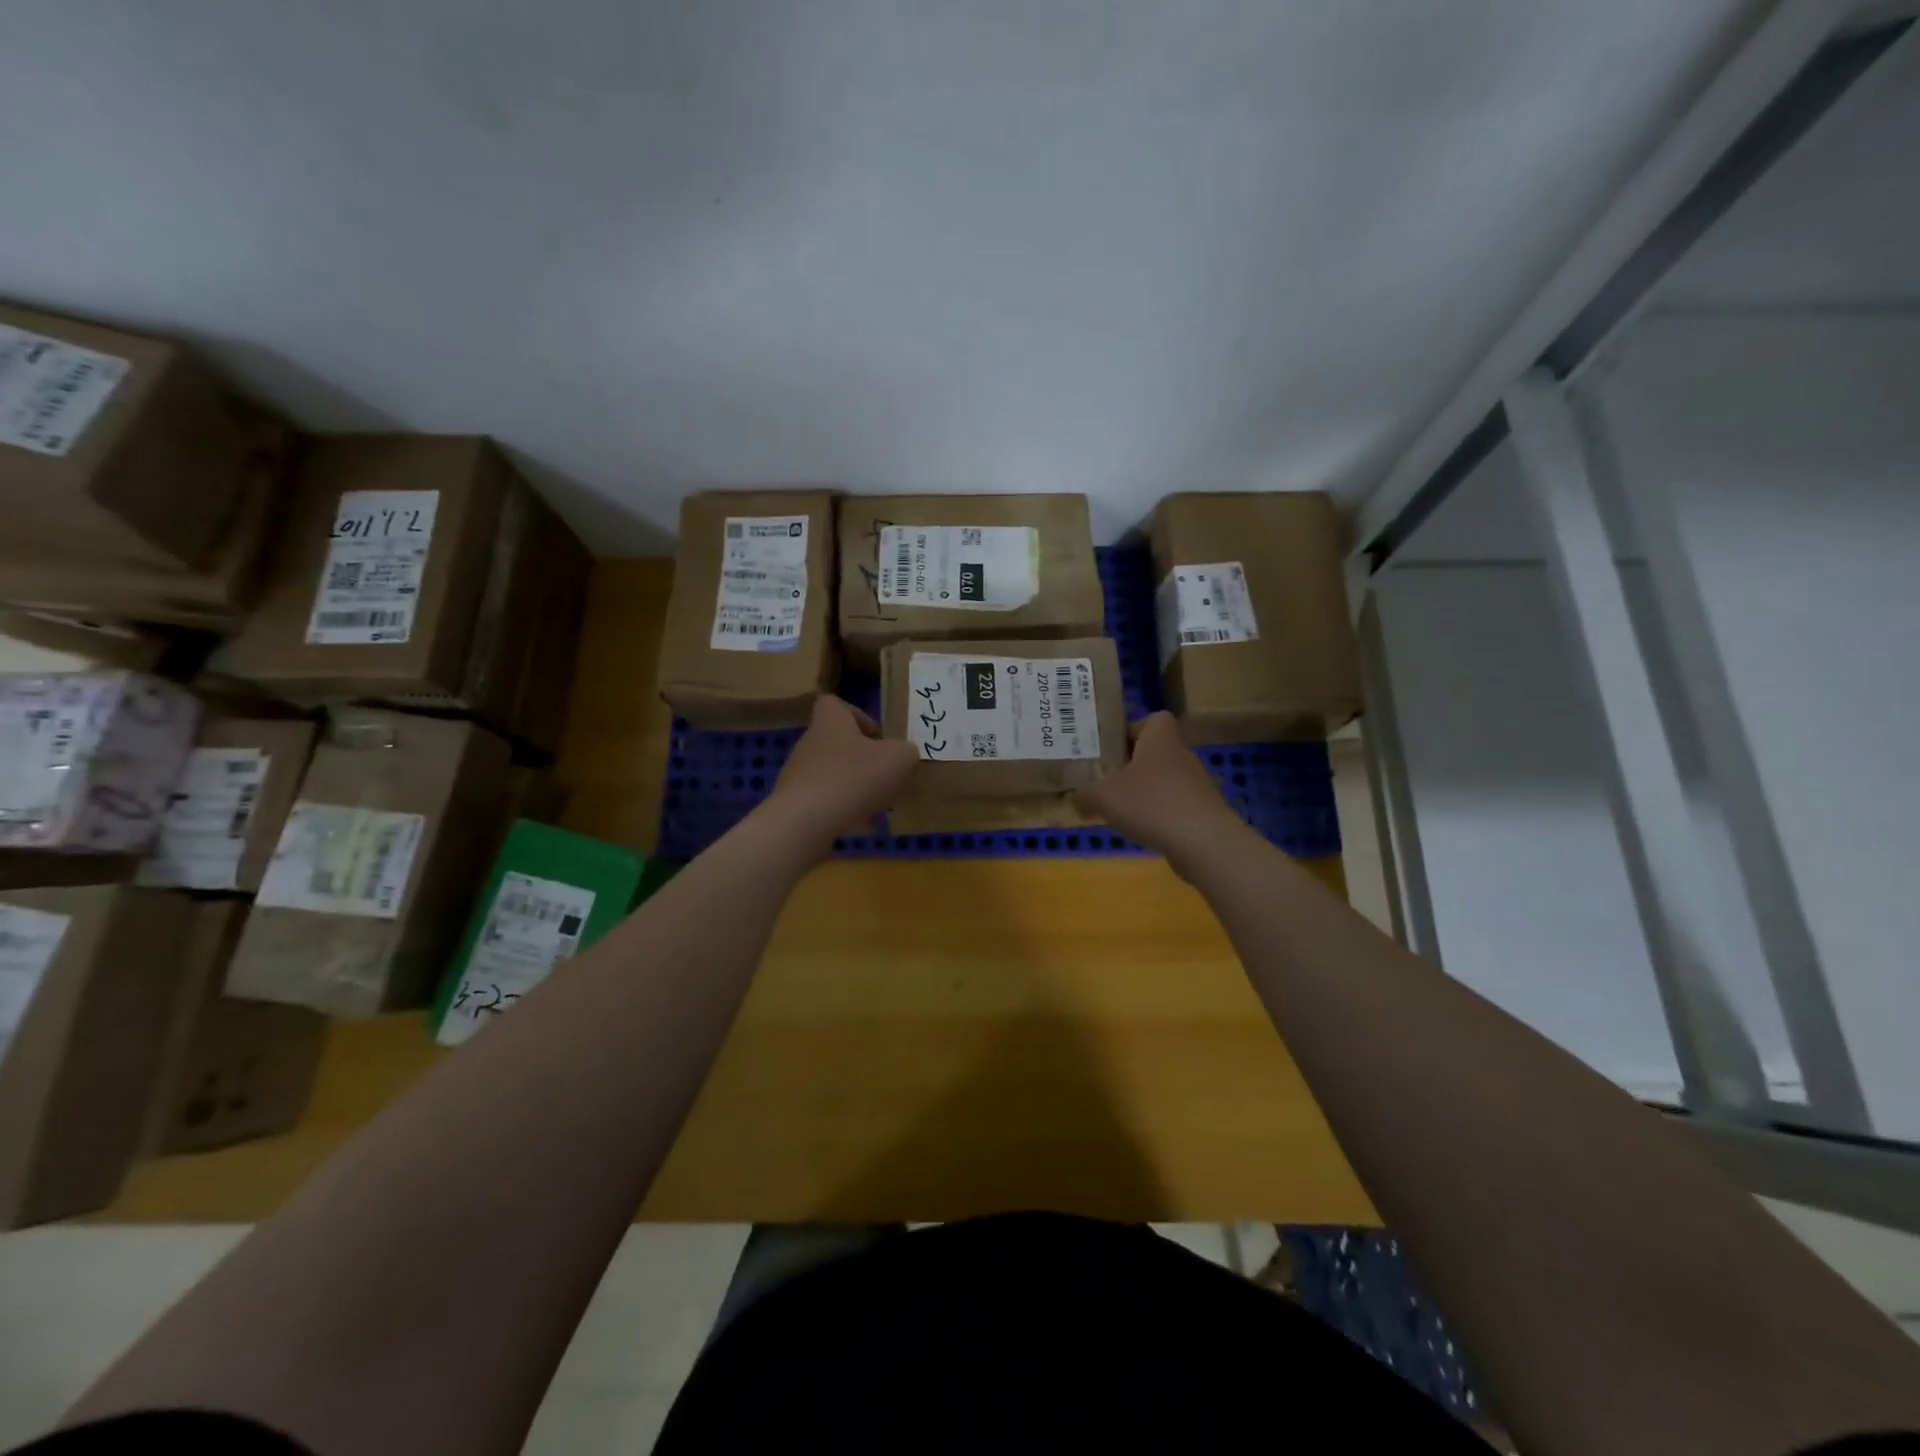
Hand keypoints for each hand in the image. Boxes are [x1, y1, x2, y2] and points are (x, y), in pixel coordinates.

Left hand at [761, 695, 918, 853]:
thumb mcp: (898, 759)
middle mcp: (810, 743)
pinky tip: (862, 827)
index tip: (879, 737)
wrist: (804, 823)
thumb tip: (905, 755)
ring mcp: (799, 775)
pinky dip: (844, 812)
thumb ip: (907, 752)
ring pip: (834, 776)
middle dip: (863, 760)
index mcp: (831, 722)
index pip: (836, 704)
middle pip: (838, 744)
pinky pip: (825, 804)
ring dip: (856, 788)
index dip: (859, 716)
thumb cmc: (853, 778)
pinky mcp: (795, 805)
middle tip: (887, 776)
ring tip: (880, 805)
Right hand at [1075, 712, 1245, 872]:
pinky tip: (1142, 829)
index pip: (1152, 719)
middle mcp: (1181, 754)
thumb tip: (1073, 796)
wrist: (1203, 842)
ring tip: (1119, 808)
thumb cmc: (1151, 803)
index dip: (1131, 729)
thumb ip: (1083, 793)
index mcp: (1160, 738)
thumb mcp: (1102, 796)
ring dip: (1144, 790)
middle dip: (1131, 764)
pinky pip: (1173, 803)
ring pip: (1163, 778)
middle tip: (1105, 779)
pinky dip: (1158, 813)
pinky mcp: (1202, 810)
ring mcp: (1196, 783)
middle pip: (1154, 750)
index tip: (1111, 748)